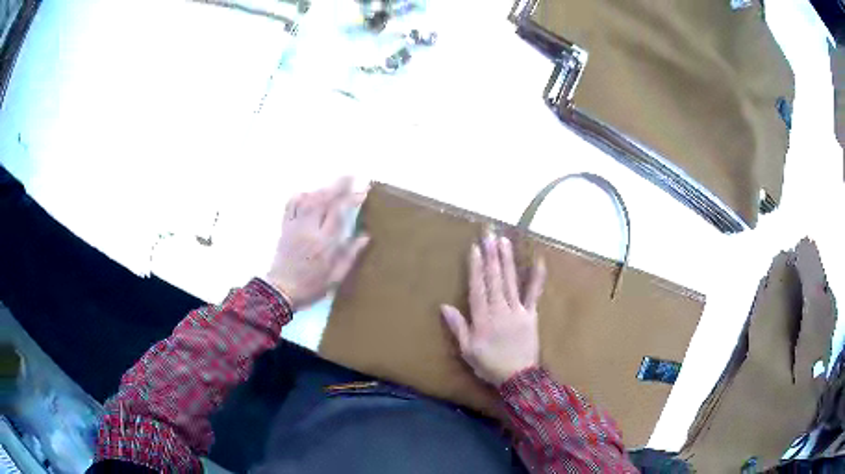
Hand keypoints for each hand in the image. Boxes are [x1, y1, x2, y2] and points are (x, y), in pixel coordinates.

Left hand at [263, 177, 369, 310]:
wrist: (281, 292)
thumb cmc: (311, 287)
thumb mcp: (336, 277)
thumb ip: (350, 255)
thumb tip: (365, 236)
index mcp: (324, 243)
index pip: (339, 213)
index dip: (351, 199)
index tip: (363, 191)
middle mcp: (309, 230)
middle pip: (323, 201)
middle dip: (337, 186)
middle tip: (350, 176)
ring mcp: (294, 227)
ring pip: (307, 200)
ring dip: (321, 189)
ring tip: (333, 184)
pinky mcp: (284, 228)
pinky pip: (290, 206)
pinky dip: (299, 196)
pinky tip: (307, 193)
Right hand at [441, 235, 546, 385]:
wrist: (519, 377)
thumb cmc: (490, 365)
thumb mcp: (468, 350)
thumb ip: (458, 327)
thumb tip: (444, 306)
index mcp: (483, 319)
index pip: (478, 288)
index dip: (476, 267)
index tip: (475, 248)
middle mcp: (500, 310)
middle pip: (495, 279)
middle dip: (491, 256)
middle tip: (489, 235)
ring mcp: (517, 311)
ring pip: (511, 282)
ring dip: (507, 260)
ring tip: (504, 242)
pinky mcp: (531, 315)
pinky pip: (534, 294)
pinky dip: (537, 278)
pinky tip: (539, 261)